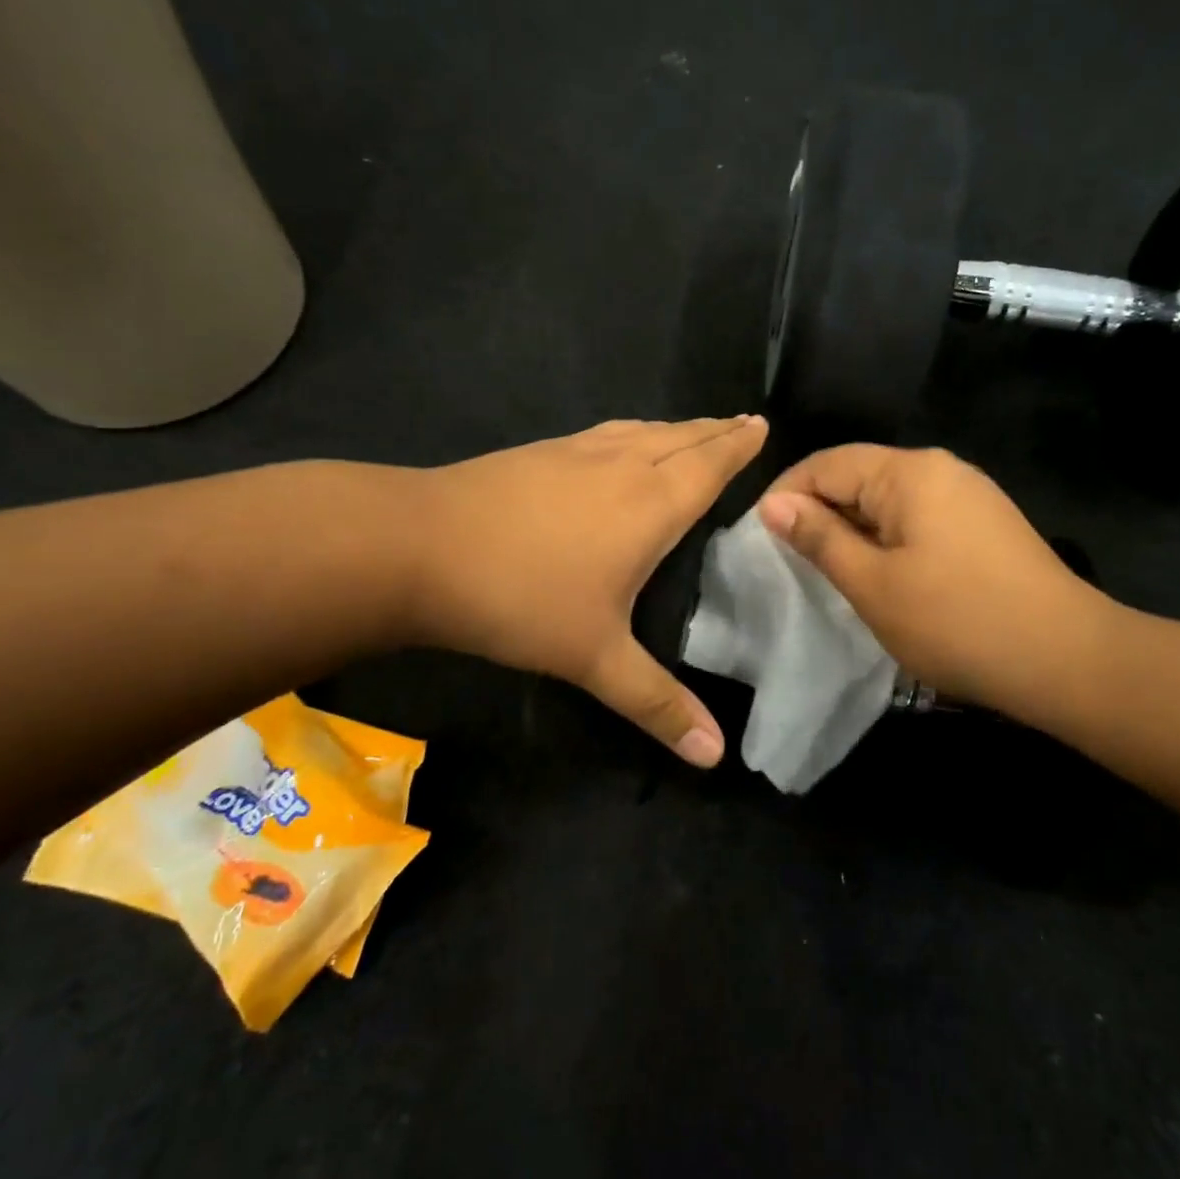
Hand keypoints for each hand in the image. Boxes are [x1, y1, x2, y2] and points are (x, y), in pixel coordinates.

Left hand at [402, 417, 766, 764]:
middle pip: (682, 438)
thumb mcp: (595, 659)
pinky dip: (632, 433)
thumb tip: (716, 756)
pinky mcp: (538, 453)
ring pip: (642, 430)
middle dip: (716, 430)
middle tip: (742, 423)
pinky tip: (619, 444)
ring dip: (676, 428)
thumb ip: (657, 704)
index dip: (739, 446)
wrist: (418, 546)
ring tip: (694, 431)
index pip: (710, 465)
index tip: (761, 425)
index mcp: (650, 504)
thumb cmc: (521, 599)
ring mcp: (575, 453)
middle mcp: (621, 466)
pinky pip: (605, 434)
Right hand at [756, 446, 1112, 723]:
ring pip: (888, 500)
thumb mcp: (872, 583)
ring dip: (852, 529)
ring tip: (828, 571)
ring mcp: (968, 495)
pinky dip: (887, 540)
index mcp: (909, 472)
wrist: (1067, 660)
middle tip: (789, 561)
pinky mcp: (984, 524)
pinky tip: (880, 575)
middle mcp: (940, 469)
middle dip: (819, 512)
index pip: (826, 464)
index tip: (760, 537)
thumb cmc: (956, 621)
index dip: (786, 494)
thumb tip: (774, 504)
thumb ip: (819, 538)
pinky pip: (918, 518)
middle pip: (858, 476)